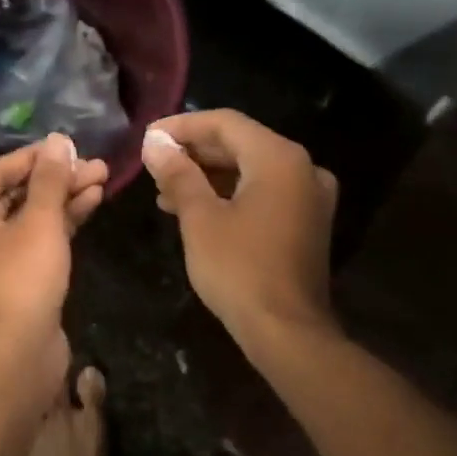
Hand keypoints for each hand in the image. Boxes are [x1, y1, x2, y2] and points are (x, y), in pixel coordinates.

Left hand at [0, 133, 108, 398]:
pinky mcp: (7, 283)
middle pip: (11, 196)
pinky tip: (89, 204)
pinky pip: (29, 244)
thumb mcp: (39, 221)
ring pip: (24, 221)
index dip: (34, 157)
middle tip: (92, 165)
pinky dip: (57, 226)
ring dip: (61, 201)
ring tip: (100, 179)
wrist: (18, 355)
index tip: (68, 144)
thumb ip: (49, 179)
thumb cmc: (20, 278)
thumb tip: (58, 141)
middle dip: (55, 180)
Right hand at [142, 110, 337, 346]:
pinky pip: (263, 193)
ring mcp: (309, 197)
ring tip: (164, 191)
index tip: (147, 138)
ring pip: (250, 171)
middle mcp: (302, 168)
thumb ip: (178, 173)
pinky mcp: (306, 223)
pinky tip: (194, 209)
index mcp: (279, 158)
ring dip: (207, 176)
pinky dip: (229, 195)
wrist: (286, 331)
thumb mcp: (200, 218)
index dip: (182, 127)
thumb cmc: (238, 269)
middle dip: (194, 153)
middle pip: (240, 144)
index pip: (225, 123)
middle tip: (153, 164)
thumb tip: (154, 144)